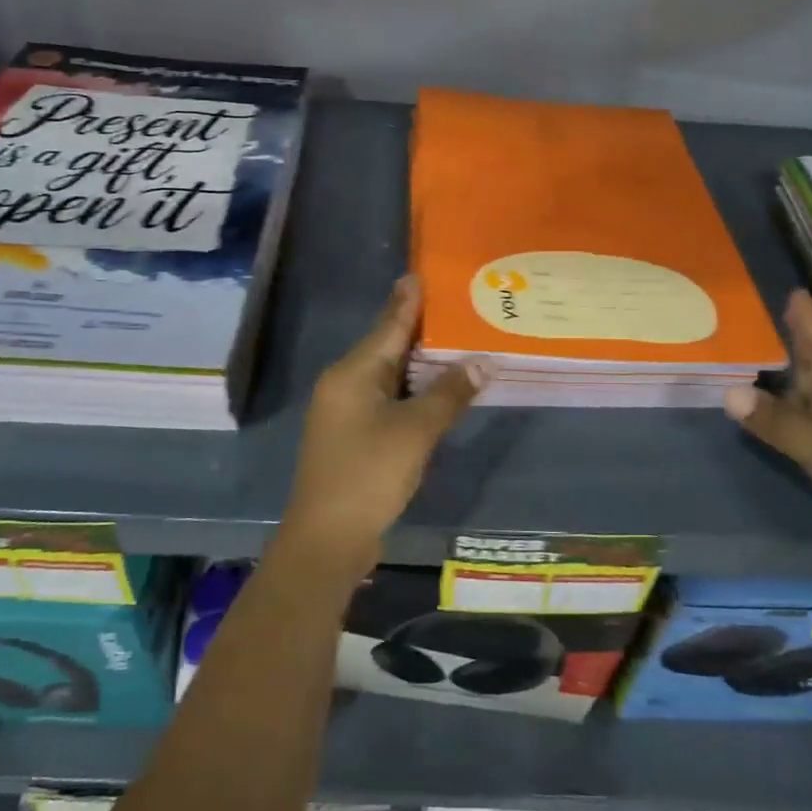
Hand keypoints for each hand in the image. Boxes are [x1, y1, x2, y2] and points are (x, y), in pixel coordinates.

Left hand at [280, 277, 486, 574]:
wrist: (327, 538)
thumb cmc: (369, 474)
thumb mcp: (416, 431)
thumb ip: (450, 393)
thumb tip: (483, 360)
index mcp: (354, 372)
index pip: (388, 324)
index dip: (408, 299)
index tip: (422, 272)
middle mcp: (345, 383)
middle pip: (387, 346)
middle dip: (420, 328)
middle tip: (455, 305)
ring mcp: (345, 411)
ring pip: (388, 375)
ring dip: (418, 362)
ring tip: (454, 341)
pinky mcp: (352, 436)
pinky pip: (386, 399)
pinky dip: (411, 390)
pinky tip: (435, 389)